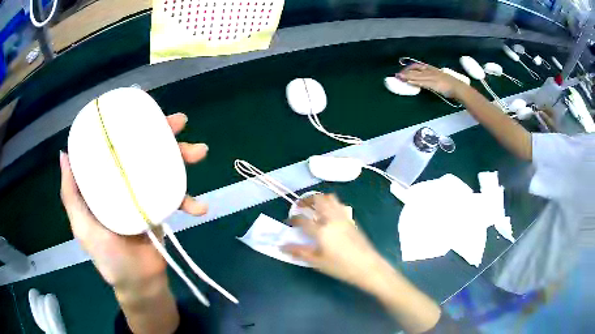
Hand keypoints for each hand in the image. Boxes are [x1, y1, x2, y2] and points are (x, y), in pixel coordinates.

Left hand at [60, 113, 207, 289]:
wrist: (138, 281)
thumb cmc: (106, 255)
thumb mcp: (82, 224)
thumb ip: (71, 194)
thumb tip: (64, 154)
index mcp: (106, 180)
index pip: (116, 144)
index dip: (127, 124)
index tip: (140, 108)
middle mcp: (125, 180)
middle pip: (144, 149)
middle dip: (162, 133)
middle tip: (179, 122)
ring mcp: (145, 193)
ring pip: (165, 167)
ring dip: (184, 157)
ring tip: (199, 152)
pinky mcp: (162, 208)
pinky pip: (178, 197)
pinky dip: (190, 200)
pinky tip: (200, 207)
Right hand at [282, 194, 392, 293]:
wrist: (367, 266)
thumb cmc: (340, 267)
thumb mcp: (317, 262)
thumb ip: (299, 252)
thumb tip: (282, 246)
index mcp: (321, 231)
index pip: (303, 219)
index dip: (294, 219)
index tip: (290, 221)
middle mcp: (332, 219)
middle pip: (318, 200)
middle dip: (306, 199)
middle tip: (300, 205)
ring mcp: (343, 217)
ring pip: (330, 198)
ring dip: (320, 199)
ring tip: (314, 207)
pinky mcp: (351, 220)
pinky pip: (339, 205)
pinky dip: (331, 204)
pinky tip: (329, 214)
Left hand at [397, 63, 468, 98]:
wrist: (458, 87)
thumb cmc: (452, 85)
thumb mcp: (441, 78)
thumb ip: (433, 78)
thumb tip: (426, 80)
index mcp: (433, 69)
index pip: (418, 66)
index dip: (410, 68)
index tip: (404, 71)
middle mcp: (431, 71)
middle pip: (415, 69)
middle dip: (406, 71)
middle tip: (398, 75)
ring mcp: (431, 77)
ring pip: (417, 75)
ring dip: (407, 76)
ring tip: (399, 77)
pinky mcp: (432, 83)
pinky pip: (421, 82)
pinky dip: (414, 81)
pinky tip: (408, 81)